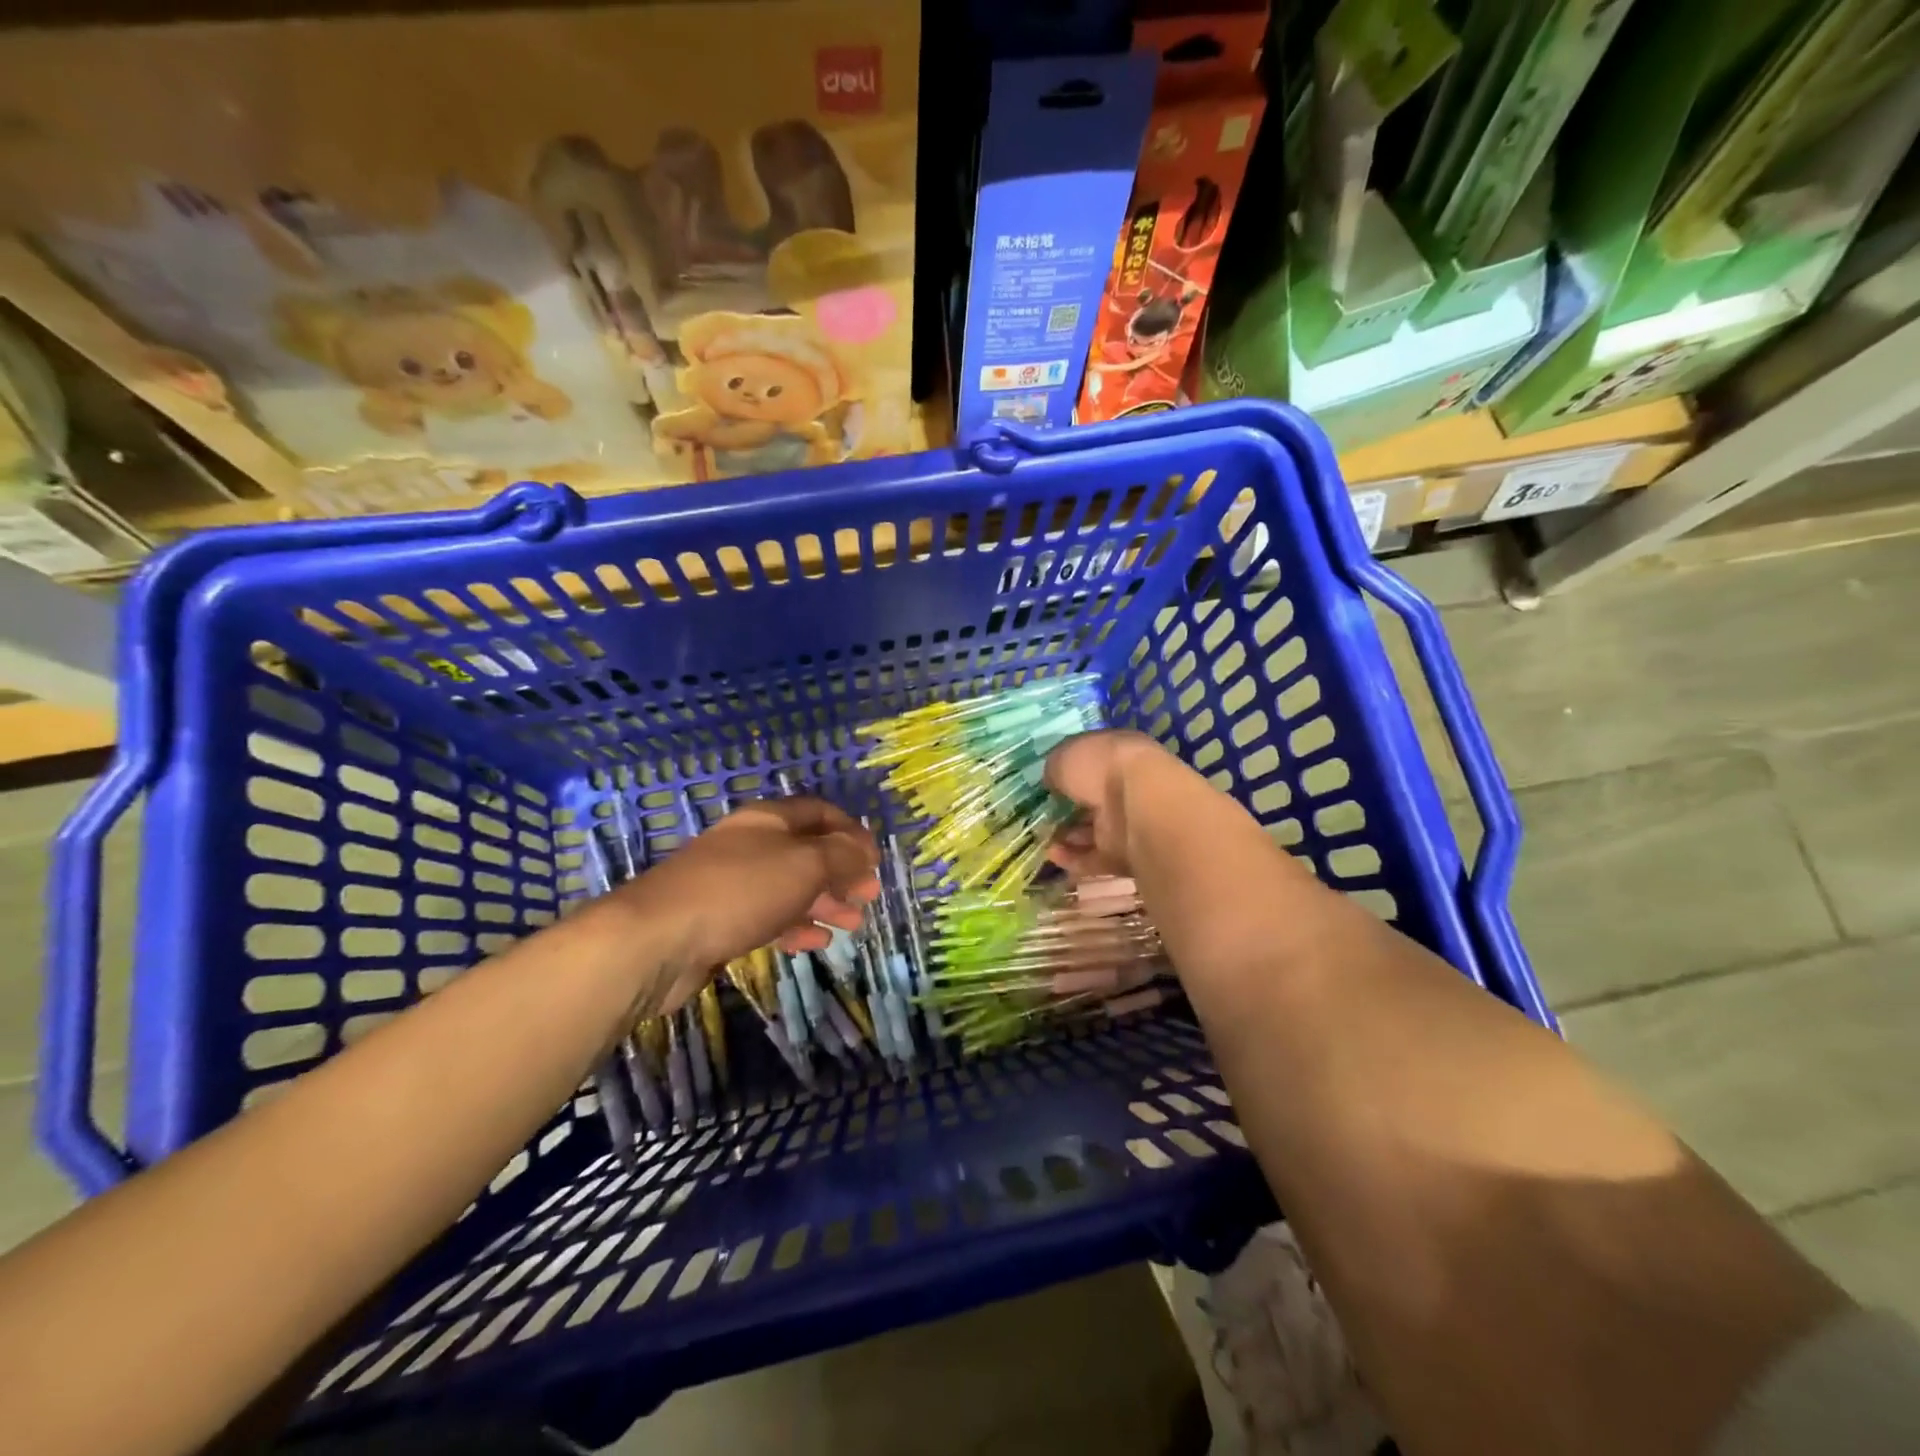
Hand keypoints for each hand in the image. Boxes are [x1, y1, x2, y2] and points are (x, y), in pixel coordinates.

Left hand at [608, 797, 879, 1010]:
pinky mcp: (720, 921)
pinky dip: (796, 926)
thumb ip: (841, 855)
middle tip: (869, 896)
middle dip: (842, 872)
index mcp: (769, 820)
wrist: (656, 940)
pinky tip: (817, 942)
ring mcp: (733, 884)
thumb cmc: (740, 890)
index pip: (820, 813)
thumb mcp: (804, 864)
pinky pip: (769, 917)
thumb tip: (864, 850)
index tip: (875, 860)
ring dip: (825, 902)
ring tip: (853, 924)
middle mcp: (751, 845)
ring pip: (790, 887)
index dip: (852, 831)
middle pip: (807, 852)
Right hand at [1043, 729, 1167, 878]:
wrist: (1138, 804)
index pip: (1091, 764)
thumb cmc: (1100, 767)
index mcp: (1118, 754)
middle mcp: (1126, 787)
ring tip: (1042, 837)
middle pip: (1092, 801)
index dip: (1069, 774)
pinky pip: (1095, 858)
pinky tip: (1052, 854)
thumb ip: (1055, 769)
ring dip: (1067, 836)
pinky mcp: (1126, 855)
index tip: (1047, 784)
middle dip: (1067, 810)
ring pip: (1093, 831)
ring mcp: (1128, 822)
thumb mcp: (1064, 757)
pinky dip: (1073, 858)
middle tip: (1041, 815)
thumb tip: (1053, 780)